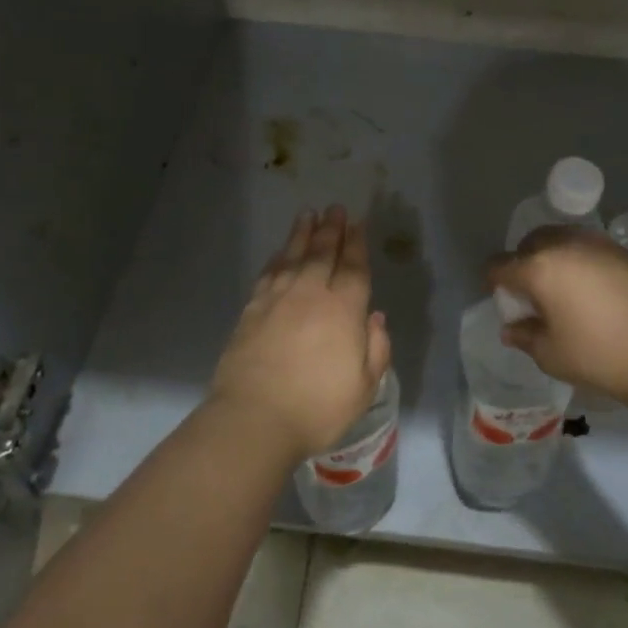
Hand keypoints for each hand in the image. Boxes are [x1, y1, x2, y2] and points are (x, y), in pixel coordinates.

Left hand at [209, 206, 392, 458]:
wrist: (254, 419)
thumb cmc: (318, 408)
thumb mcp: (364, 386)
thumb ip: (376, 349)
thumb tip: (374, 318)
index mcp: (343, 310)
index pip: (353, 268)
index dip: (357, 244)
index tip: (358, 223)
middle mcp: (310, 294)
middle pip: (322, 253)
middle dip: (332, 229)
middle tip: (335, 208)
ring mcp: (277, 300)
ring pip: (292, 256)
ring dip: (302, 234)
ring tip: (308, 214)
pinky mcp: (251, 311)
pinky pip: (267, 274)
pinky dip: (276, 259)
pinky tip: (279, 252)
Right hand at [487, 226, 627, 404]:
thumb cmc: (599, 354)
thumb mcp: (550, 354)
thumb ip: (525, 336)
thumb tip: (512, 327)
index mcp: (538, 268)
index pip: (499, 265)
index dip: (492, 281)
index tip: (499, 298)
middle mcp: (565, 245)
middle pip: (530, 242)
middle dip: (523, 262)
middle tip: (529, 291)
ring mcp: (597, 244)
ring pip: (561, 239)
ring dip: (552, 256)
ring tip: (560, 287)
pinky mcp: (623, 252)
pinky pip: (587, 248)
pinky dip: (579, 260)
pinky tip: (590, 289)